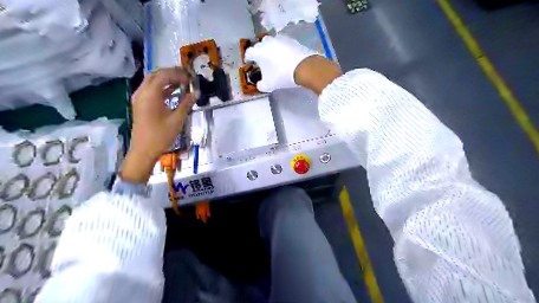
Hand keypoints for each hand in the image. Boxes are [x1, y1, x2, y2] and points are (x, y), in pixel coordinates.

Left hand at [121, 67, 196, 182]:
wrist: (144, 151)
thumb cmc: (161, 135)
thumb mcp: (177, 119)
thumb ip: (186, 103)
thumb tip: (196, 93)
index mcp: (150, 94)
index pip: (164, 75)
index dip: (178, 74)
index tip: (191, 78)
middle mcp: (142, 92)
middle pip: (156, 74)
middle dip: (171, 73)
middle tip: (186, 77)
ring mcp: (139, 98)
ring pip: (152, 81)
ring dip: (167, 79)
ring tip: (182, 82)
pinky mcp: (141, 104)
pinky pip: (151, 90)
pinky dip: (162, 88)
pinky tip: (174, 91)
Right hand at [246, 33, 316, 91]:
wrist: (304, 67)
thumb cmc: (282, 76)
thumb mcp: (269, 85)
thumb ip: (261, 85)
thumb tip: (260, 84)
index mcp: (258, 52)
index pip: (249, 53)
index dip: (248, 58)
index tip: (249, 63)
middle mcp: (267, 42)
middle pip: (259, 45)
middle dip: (259, 52)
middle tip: (262, 61)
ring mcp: (280, 39)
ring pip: (271, 42)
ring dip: (271, 49)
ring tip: (274, 58)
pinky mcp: (291, 40)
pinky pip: (282, 44)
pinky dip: (281, 49)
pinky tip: (285, 57)